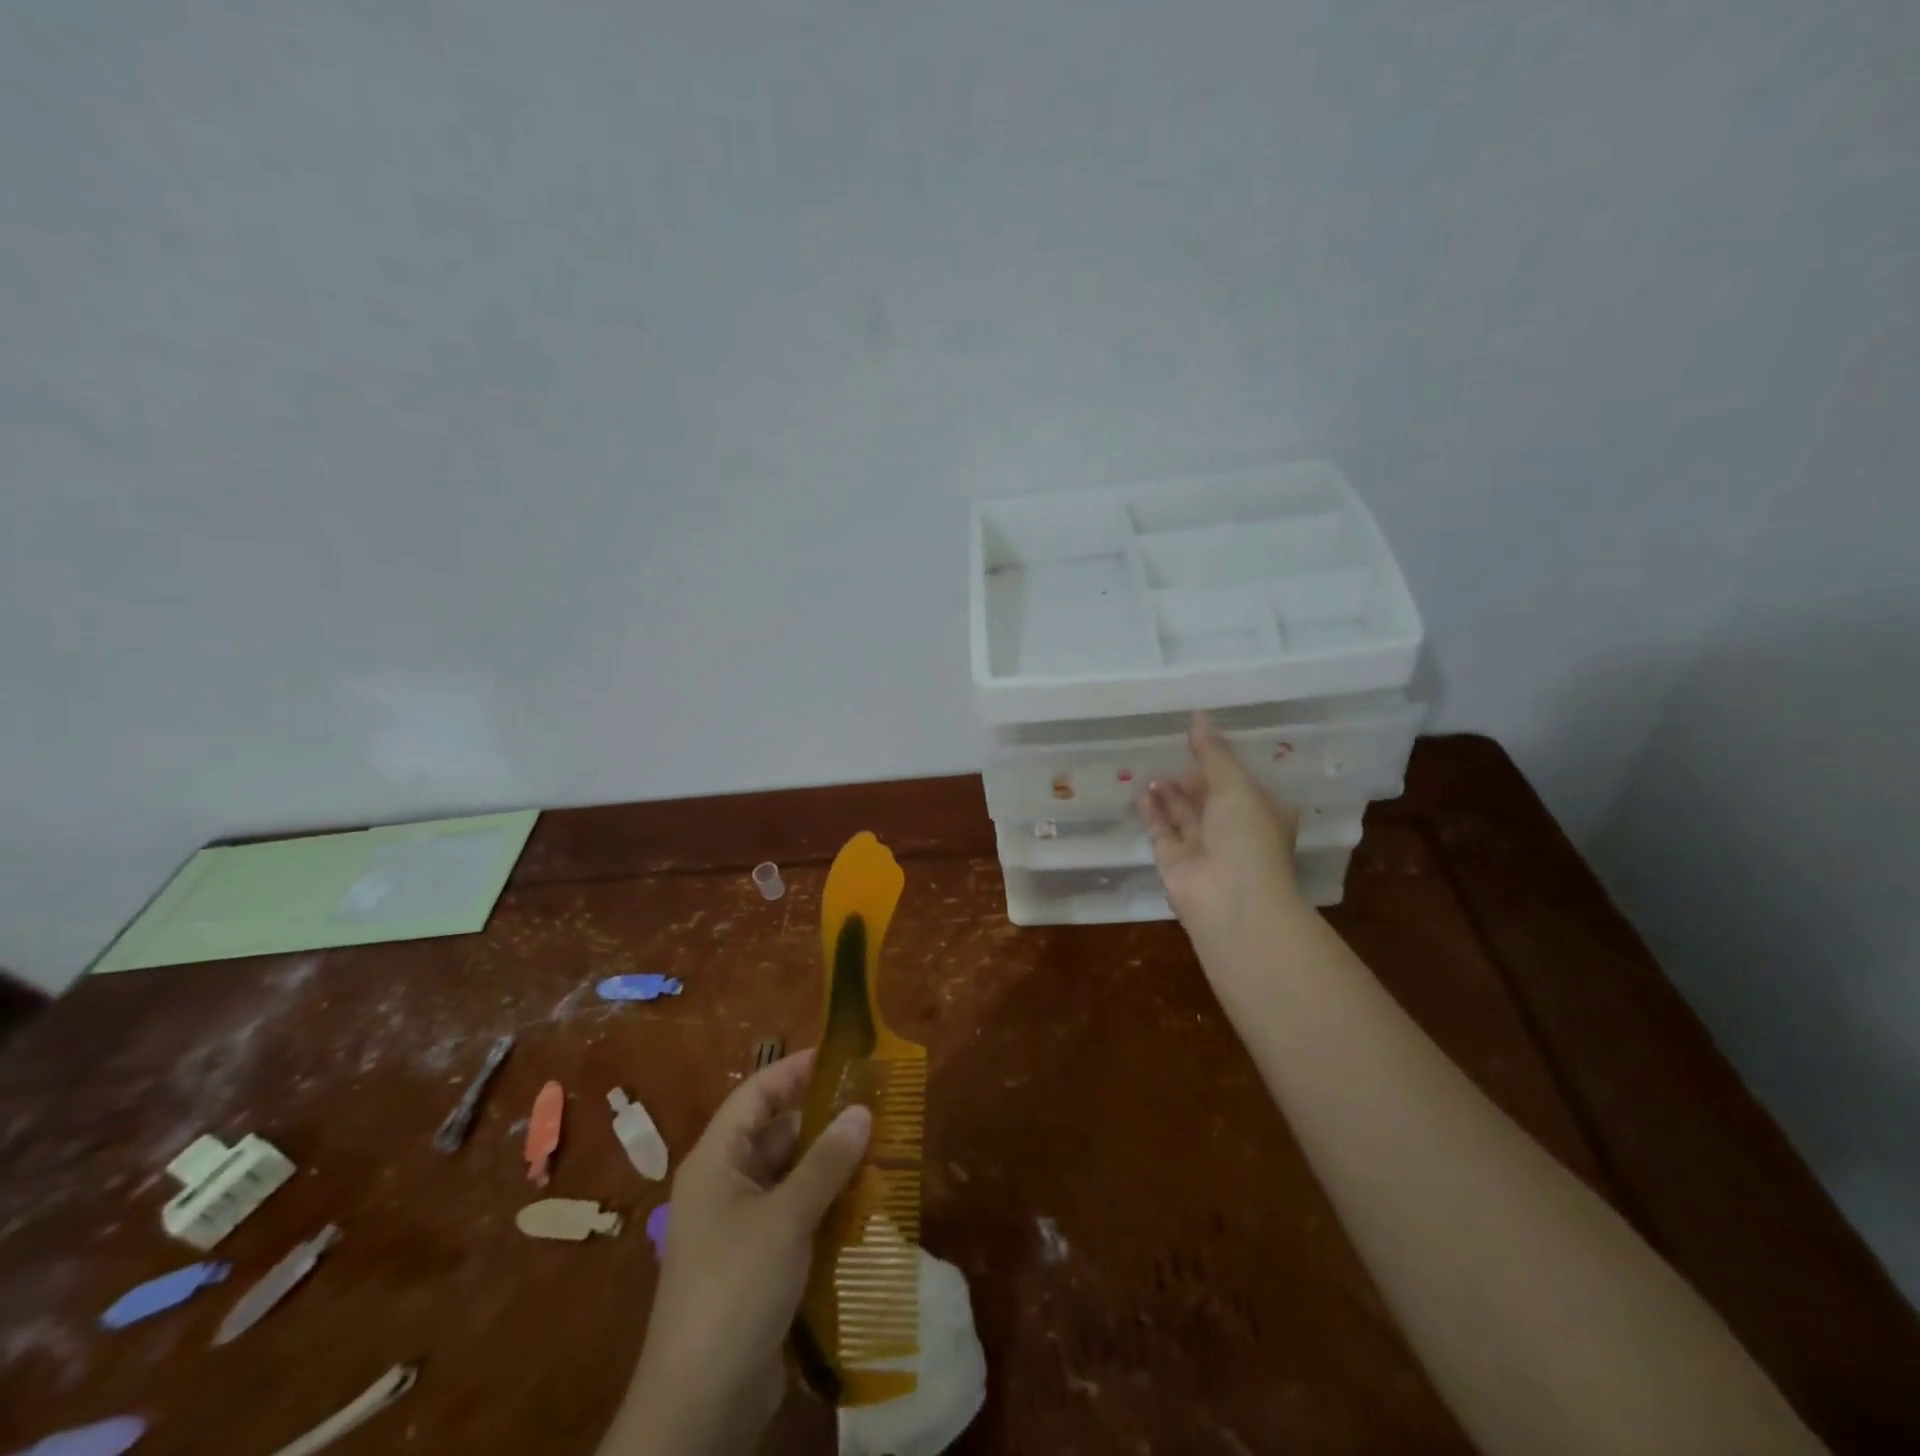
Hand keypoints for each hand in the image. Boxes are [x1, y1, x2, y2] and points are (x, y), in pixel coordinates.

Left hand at [613, 1050, 870, 1455]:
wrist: (699, 1407)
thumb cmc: (735, 1289)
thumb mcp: (786, 1217)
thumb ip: (826, 1161)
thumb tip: (862, 1110)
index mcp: (716, 1160)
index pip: (756, 1093)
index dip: (796, 1070)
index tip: (842, 1057)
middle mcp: (724, 1184)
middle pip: (776, 1133)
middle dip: (824, 1121)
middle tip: (876, 1109)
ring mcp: (739, 1227)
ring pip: (790, 1176)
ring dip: (831, 1167)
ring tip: (882, 1152)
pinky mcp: (757, 1263)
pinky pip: (795, 1215)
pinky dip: (826, 1206)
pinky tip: (865, 1206)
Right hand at [1139, 712, 1302, 938]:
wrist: (1231, 900)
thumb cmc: (1247, 836)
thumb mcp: (1235, 784)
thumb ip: (1212, 752)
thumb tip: (1198, 716)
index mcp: (1262, 812)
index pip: (1241, 783)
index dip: (1222, 763)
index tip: (1200, 741)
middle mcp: (1234, 831)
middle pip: (1210, 799)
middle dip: (1192, 778)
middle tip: (1170, 752)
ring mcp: (1204, 848)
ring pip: (1184, 815)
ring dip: (1170, 793)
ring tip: (1152, 769)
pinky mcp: (1175, 862)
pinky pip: (1162, 831)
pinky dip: (1153, 812)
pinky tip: (1142, 792)